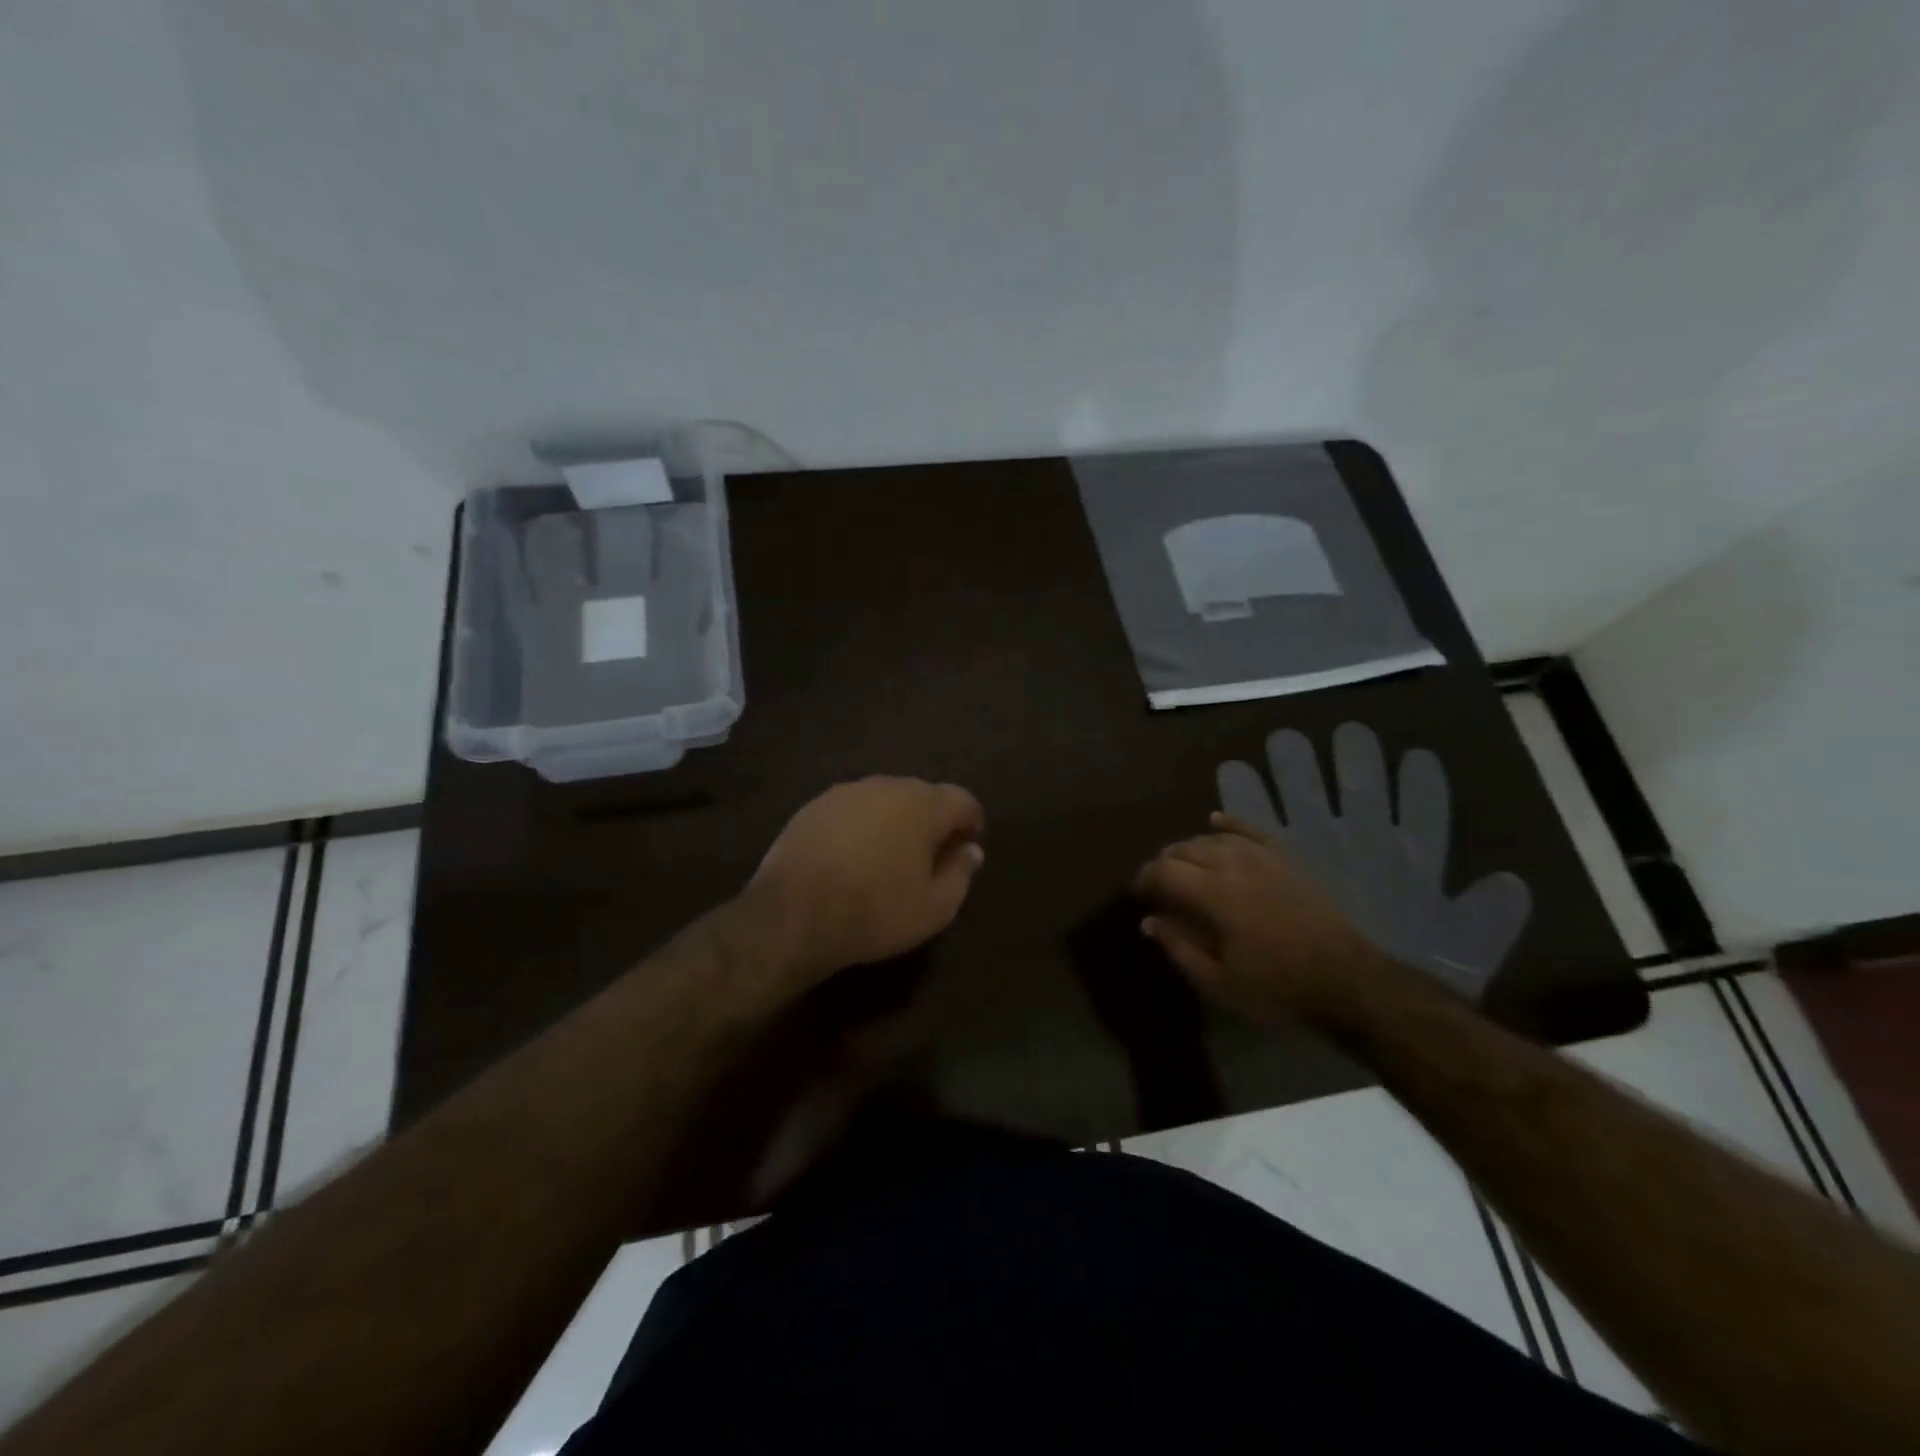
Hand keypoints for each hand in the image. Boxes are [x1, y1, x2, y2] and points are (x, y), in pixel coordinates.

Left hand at [744, 776, 985, 983]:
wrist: (792, 915)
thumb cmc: (875, 911)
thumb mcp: (935, 908)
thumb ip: (961, 873)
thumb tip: (970, 851)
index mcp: (923, 805)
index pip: (963, 800)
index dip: (971, 823)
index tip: (966, 849)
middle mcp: (886, 786)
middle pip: (923, 795)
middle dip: (932, 821)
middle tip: (928, 857)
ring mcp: (845, 793)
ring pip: (884, 800)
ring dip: (894, 822)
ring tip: (887, 859)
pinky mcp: (813, 806)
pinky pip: (851, 811)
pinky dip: (860, 827)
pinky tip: (851, 858)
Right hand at [1133, 813, 1386, 1025]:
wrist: (1346, 981)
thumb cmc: (1277, 987)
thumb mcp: (1219, 981)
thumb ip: (1179, 947)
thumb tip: (1149, 921)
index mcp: (1214, 895)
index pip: (1164, 871)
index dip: (1143, 878)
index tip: (1136, 894)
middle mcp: (1235, 865)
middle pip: (1185, 849)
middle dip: (1164, 863)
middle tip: (1158, 886)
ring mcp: (1263, 858)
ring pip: (1214, 838)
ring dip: (1190, 848)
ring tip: (1181, 864)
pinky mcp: (1286, 859)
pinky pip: (1251, 830)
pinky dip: (1230, 823)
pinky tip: (1215, 821)